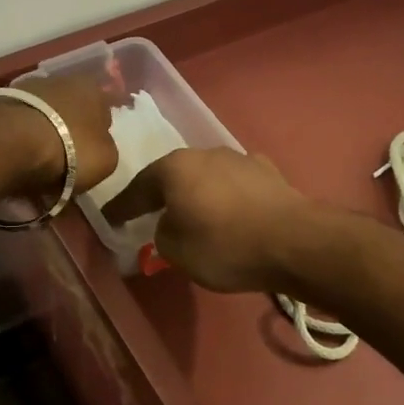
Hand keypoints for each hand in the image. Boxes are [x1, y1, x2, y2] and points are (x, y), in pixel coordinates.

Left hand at [0, 74, 119, 201]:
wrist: (10, 142)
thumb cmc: (69, 149)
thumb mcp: (107, 160)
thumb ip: (106, 149)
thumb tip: (96, 148)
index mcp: (92, 88)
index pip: (103, 110)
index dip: (98, 134)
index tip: (90, 155)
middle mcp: (60, 79)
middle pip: (70, 110)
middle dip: (68, 132)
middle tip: (64, 161)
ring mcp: (26, 88)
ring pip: (42, 115)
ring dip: (42, 134)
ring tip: (36, 163)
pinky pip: (17, 124)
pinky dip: (19, 139)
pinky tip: (16, 158)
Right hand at [103, 148, 314, 292]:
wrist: (295, 242)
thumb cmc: (224, 245)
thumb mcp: (175, 251)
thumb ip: (161, 235)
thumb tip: (169, 226)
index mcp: (174, 167)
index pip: (138, 188)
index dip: (121, 206)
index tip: (109, 219)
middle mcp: (205, 153)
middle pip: (173, 175)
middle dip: (160, 195)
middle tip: (148, 213)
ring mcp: (240, 159)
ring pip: (206, 177)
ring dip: (196, 194)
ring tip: (193, 214)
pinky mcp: (269, 173)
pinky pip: (235, 186)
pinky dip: (226, 198)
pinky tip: (230, 211)